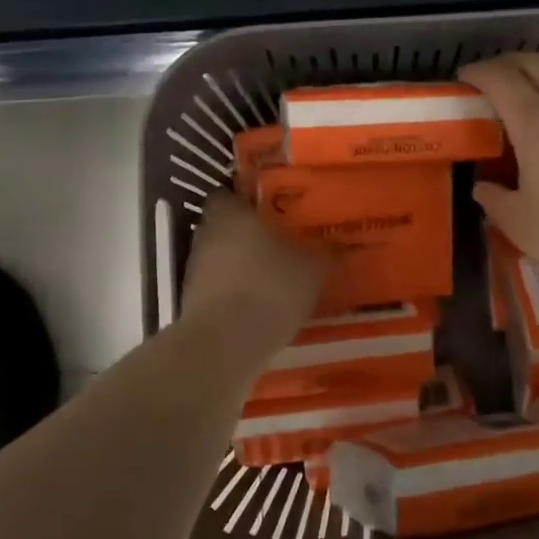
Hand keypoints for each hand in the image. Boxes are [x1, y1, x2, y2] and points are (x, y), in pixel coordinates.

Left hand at [182, 191, 328, 340]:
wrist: (225, 344)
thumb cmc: (269, 288)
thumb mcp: (313, 269)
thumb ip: (328, 252)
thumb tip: (346, 244)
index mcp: (229, 212)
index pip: (231, 193)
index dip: (251, 200)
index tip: (275, 210)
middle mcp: (205, 234)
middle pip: (227, 226)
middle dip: (251, 234)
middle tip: (283, 242)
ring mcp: (195, 270)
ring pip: (223, 257)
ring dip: (243, 264)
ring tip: (276, 275)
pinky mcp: (193, 302)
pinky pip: (220, 287)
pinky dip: (237, 291)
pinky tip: (262, 304)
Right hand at [460, 53, 538, 306]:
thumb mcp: (520, 223)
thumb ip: (495, 200)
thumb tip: (483, 188)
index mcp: (535, 122)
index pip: (500, 79)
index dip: (478, 72)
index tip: (463, 78)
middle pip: (535, 64)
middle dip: (508, 63)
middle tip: (490, 80)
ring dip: (538, 82)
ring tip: (522, 108)